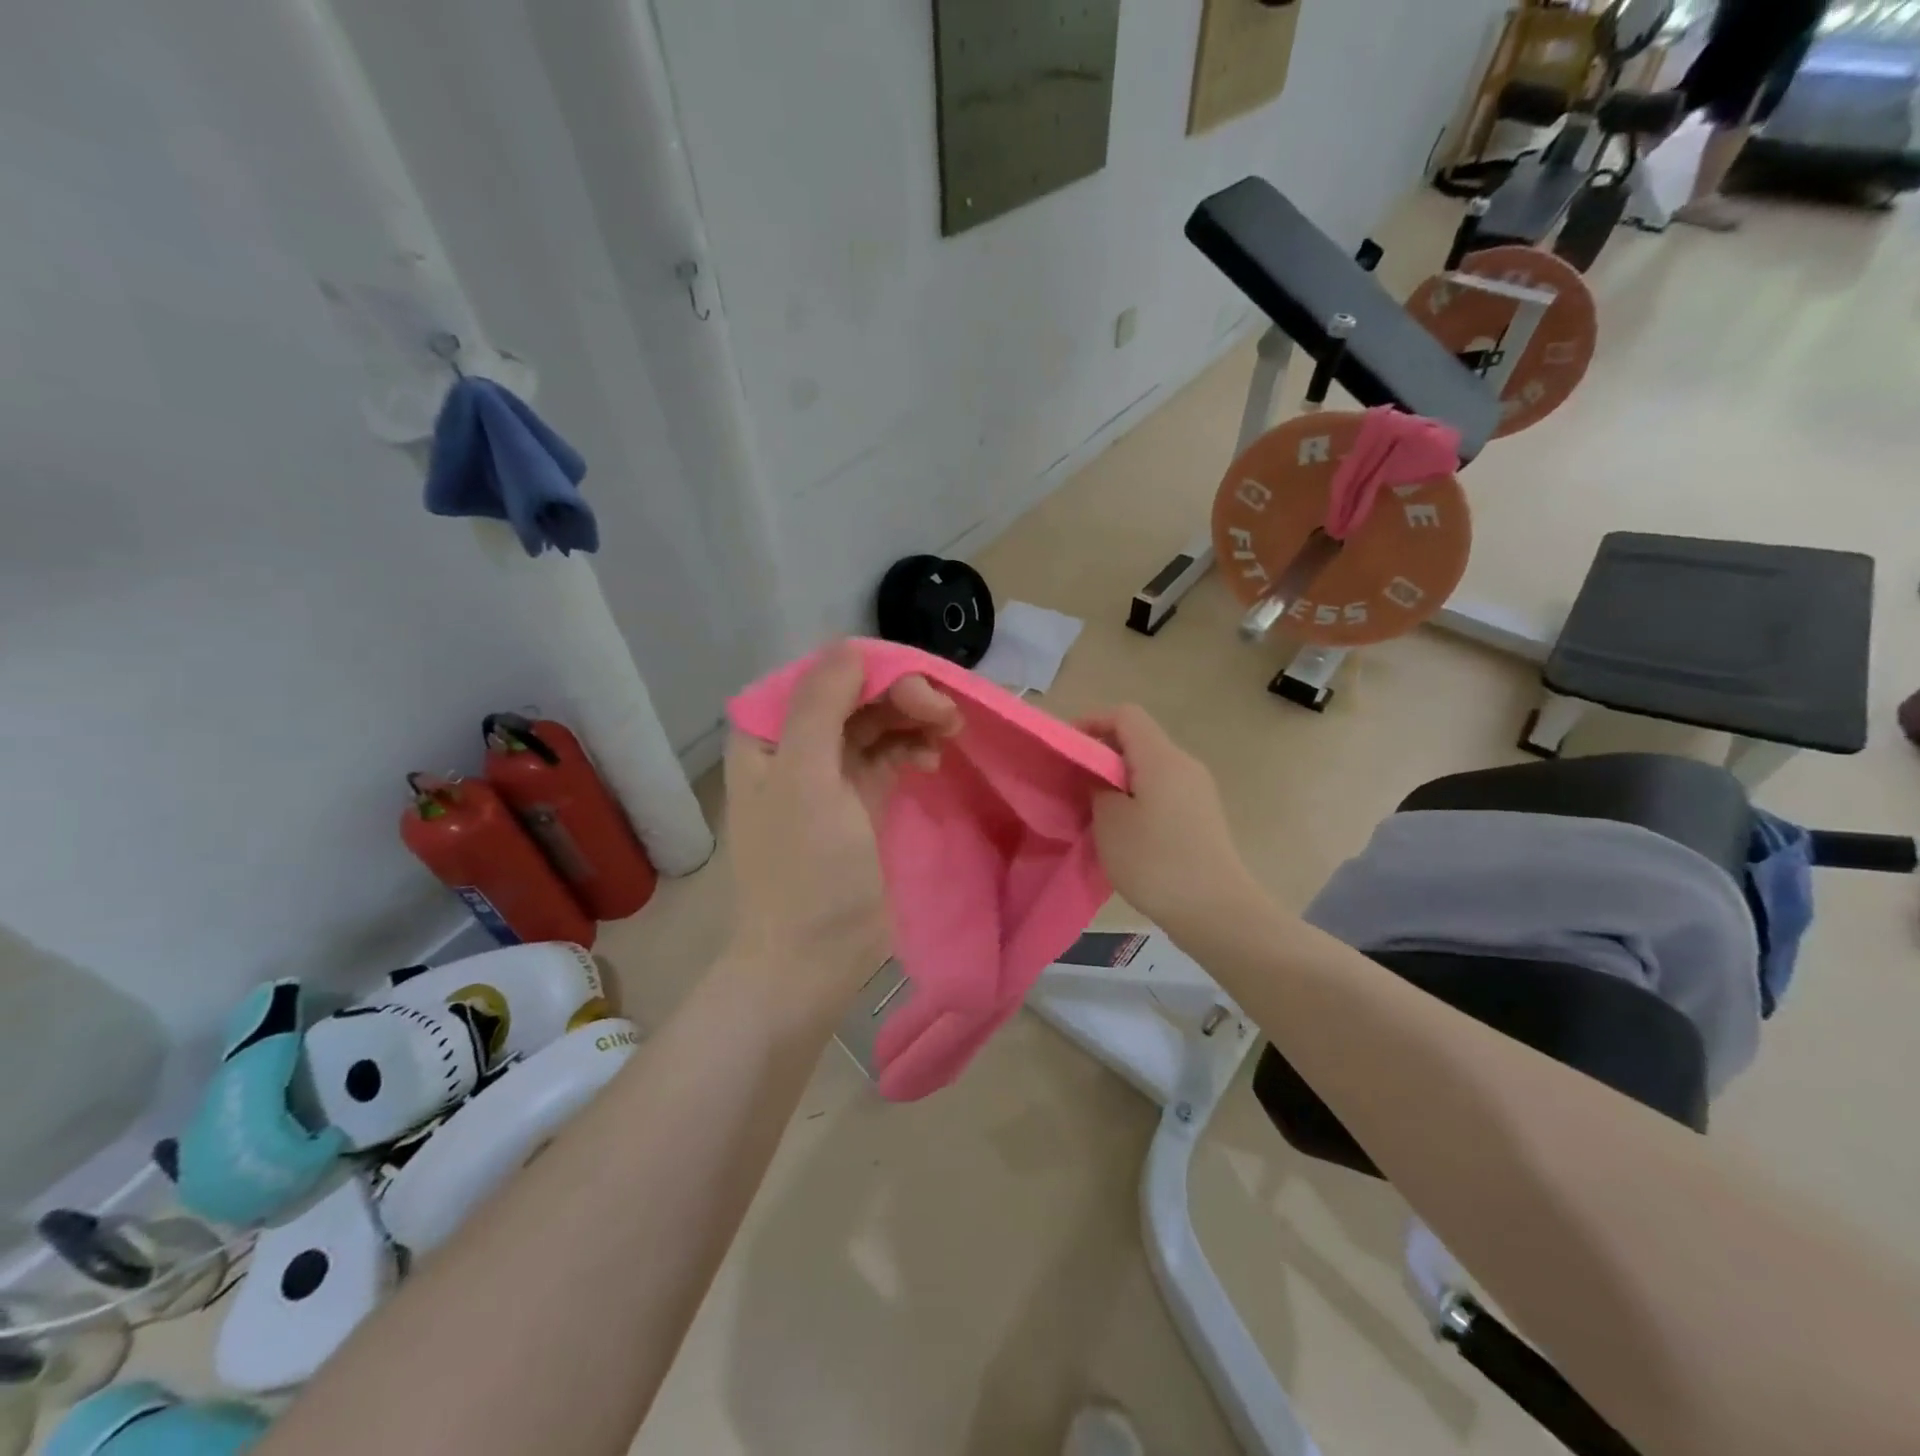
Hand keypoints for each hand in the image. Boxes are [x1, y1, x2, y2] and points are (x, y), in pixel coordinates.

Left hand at [723, 642, 961, 1008]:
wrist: (812, 959)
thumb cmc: (804, 870)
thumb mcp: (806, 781)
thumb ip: (821, 706)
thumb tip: (851, 647)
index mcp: (768, 734)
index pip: (823, 675)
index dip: (873, 671)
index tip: (919, 689)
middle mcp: (794, 746)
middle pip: (854, 695)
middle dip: (901, 695)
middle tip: (947, 713)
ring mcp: (828, 775)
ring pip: (875, 723)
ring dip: (913, 719)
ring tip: (950, 731)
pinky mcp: (858, 801)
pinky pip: (888, 756)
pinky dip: (911, 749)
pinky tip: (932, 759)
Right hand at [1082, 705, 1259, 934]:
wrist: (1216, 910)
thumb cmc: (1155, 860)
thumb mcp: (1110, 822)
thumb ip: (1097, 788)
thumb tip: (1097, 777)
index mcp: (1162, 757)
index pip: (1125, 715)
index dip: (1092, 722)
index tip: (1066, 748)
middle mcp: (1184, 764)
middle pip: (1139, 740)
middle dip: (1102, 753)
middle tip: (1073, 781)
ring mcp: (1198, 791)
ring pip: (1150, 768)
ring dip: (1118, 779)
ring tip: (1092, 808)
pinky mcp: (1202, 816)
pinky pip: (1163, 791)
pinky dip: (1137, 797)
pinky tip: (1122, 830)